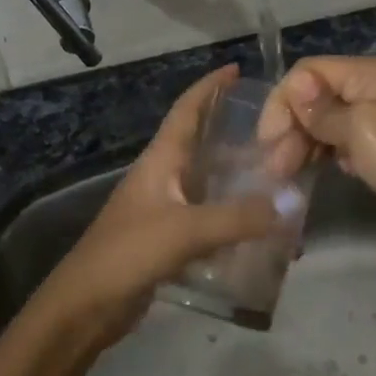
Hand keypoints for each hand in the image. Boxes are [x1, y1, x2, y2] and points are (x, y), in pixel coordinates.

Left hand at [35, 65, 278, 345]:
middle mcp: (162, 178)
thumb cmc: (128, 253)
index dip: (209, 87)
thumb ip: (237, 217)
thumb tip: (289, 204)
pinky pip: (208, 220)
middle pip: (201, 144)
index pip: (186, 111)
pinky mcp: (168, 241)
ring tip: (279, 178)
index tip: (236, 69)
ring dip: (238, 179)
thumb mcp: (185, 230)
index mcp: (159, 161)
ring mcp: (164, 210)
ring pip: (208, 184)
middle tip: (277, 131)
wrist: (86, 306)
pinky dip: (233, 219)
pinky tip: (259, 229)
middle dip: (234, 133)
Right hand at [257, 56, 375, 249]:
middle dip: (292, 125)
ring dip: (302, 143)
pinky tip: (315, 171)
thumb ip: (322, 108)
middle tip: (275, 165)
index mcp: (375, 72)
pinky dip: (324, 153)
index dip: (285, 100)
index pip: (312, 71)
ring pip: (326, 121)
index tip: (268, 140)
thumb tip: (296, 85)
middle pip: (318, 95)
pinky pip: (341, 142)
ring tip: (285, 174)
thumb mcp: (360, 129)